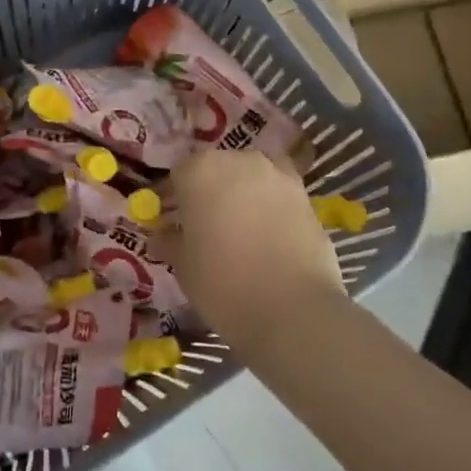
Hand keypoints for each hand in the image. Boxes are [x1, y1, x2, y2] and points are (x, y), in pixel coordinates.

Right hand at [165, 149, 347, 355]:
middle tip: (205, 226)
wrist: (293, 310)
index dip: (173, 198)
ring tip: (240, 231)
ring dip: (243, 196)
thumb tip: (163, 235)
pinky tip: (268, 238)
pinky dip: (271, 208)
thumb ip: (170, 240)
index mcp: (200, 170)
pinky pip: (278, 196)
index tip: (171, 221)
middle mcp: (240, 161)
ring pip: (251, 179)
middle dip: (209, 192)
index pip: (179, 174)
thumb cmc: (222, 283)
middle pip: (217, 169)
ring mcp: (278, 176)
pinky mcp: (307, 197)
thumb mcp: (183, 265)